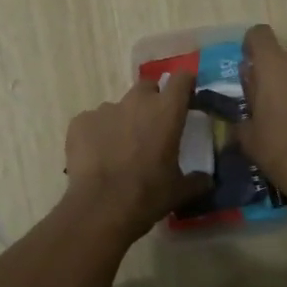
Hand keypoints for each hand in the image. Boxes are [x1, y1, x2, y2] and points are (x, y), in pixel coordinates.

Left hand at [64, 74, 211, 239]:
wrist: (100, 208)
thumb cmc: (147, 195)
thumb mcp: (179, 191)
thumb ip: (197, 180)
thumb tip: (207, 180)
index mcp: (167, 111)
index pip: (182, 79)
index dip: (185, 85)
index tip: (186, 96)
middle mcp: (136, 102)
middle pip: (147, 87)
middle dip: (151, 101)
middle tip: (152, 127)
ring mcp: (105, 109)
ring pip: (118, 107)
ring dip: (123, 121)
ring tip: (120, 149)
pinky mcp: (80, 121)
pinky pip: (93, 121)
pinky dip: (97, 133)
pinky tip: (97, 157)